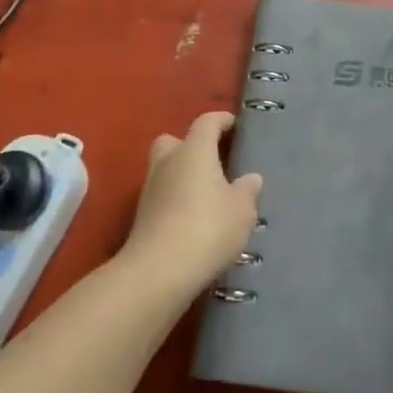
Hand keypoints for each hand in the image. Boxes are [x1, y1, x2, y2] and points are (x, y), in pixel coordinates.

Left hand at [121, 111, 263, 299]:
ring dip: (182, 176)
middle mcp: (168, 162)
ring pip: (166, 170)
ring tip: (207, 196)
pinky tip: (193, 220)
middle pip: (175, 141)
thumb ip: (247, 190)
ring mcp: (150, 189)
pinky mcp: (141, 217)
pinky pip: (162, 197)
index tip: (235, 126)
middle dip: (190, 146)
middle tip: (212, 161)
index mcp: (194, 150)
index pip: (207, 122)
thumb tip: (250, 178)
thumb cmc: (208, 228)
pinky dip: (175, 201)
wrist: (158, 272)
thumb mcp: (242, 210)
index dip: (221, 120)